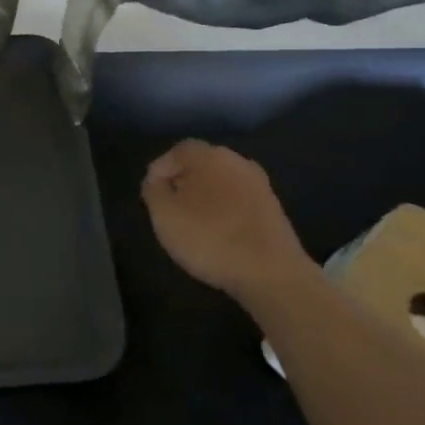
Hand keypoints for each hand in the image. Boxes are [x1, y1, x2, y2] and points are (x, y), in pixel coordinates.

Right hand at [141, 140, 311, 304]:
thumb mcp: (164, 215)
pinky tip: (219, 233)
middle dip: (183, 182)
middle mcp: (237, 161)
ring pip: (221, 182)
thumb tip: (157, 180)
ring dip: (205, 197)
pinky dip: (224, 210)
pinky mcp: (272, 208)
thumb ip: (154, 191)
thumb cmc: (210, 238)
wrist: (272, 273)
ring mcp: (259, 185)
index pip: (177, 151)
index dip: (160, 170)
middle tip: (170, 207)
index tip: (151, 194)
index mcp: (209, 156)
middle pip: (202, 164)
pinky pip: (238, 200)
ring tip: (193, 223)